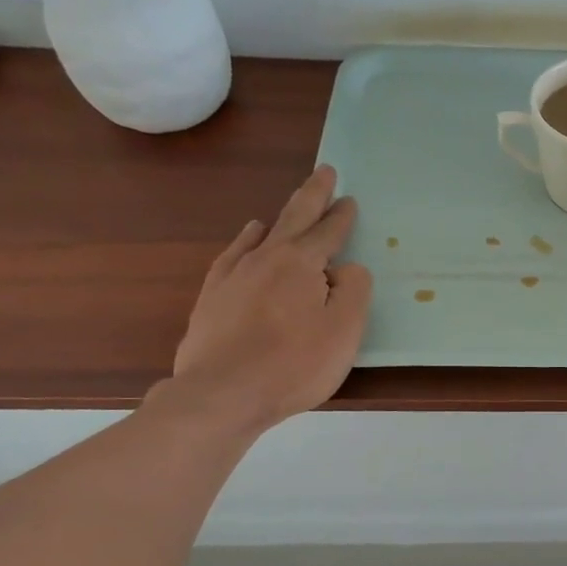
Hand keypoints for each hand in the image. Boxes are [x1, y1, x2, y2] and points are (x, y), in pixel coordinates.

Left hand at [163, 165, 371, 436]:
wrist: (223, 393)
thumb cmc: (295, 364)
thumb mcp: (345, 329)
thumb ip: (354, 290)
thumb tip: (344, 270)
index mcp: (301, 264)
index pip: (328, 233)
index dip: (341, 217)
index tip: (349, 200)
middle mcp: (265, 259)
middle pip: (293, 219)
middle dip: (312, 195)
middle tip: (324, 172)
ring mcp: (233, 276)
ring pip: (260, 235)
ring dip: (279, 219)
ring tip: (288, 210)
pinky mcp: (212, 297)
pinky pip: (232, 256)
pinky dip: (244, 242)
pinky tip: (246, 241)